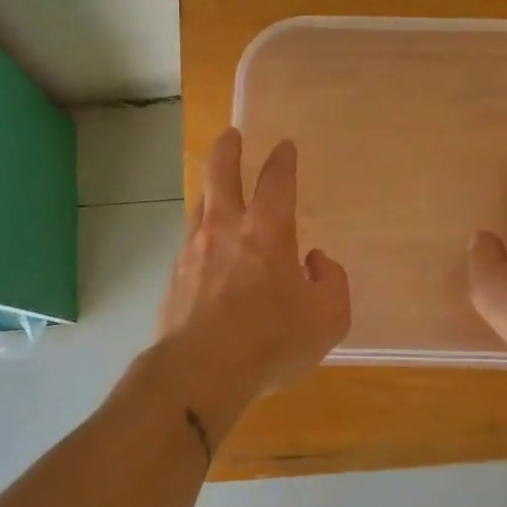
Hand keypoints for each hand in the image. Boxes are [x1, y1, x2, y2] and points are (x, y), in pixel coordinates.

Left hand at [158, 128, 350, 402]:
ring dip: (210, 190)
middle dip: (227, 149)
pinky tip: (205, 249)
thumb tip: (315, 262)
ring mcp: (193, 250)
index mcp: (267, 231)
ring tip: (216, 189)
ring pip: (200, 204)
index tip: (284, 146)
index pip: (277, 180)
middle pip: (221, 173)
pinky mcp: (174, 277)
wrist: (200, 371)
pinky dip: (201, 234)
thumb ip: (332, 283)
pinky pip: (190, 242)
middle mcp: (226, 229)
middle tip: (231, 135)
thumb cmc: (270, 341)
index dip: (283, 160)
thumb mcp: (327, 318)